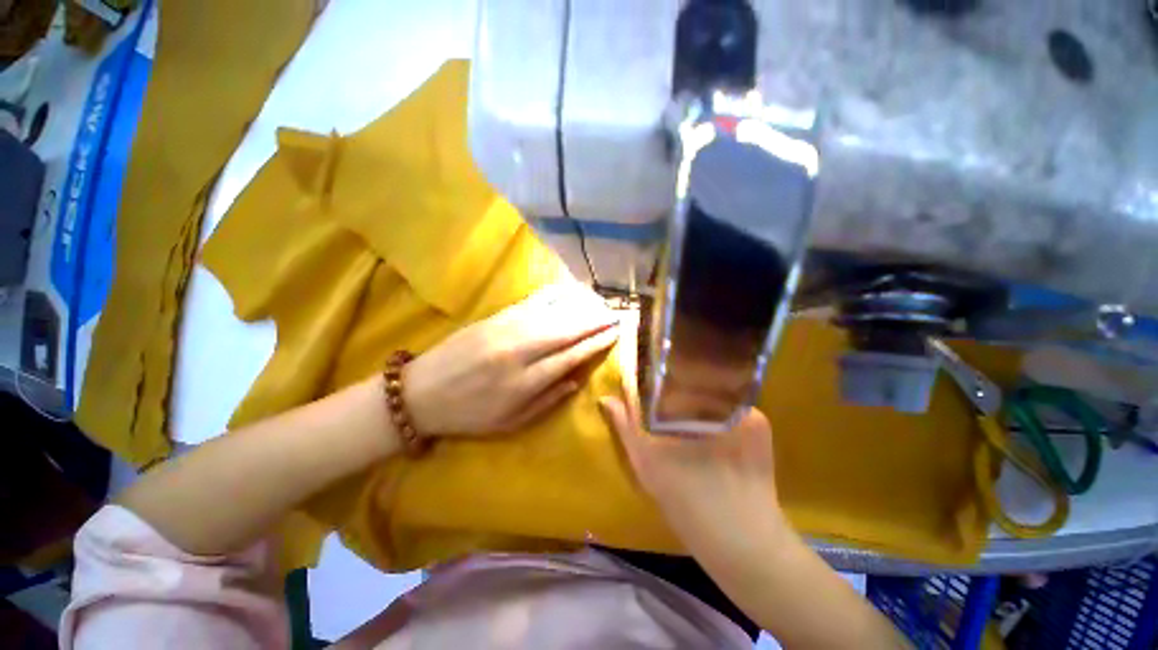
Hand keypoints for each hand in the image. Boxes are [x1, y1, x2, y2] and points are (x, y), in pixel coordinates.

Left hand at [405, 283, 618, 436]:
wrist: (420, 393)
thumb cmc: (468, 415)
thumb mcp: (510, 423)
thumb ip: (547, 401)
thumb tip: (576, 380)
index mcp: (524, 382)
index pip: (570, 356)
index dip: (595, 343)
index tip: (614, 334)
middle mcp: (519, 351)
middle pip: (565, 329)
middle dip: (594, 320)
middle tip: (615, 314)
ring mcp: (505, 329)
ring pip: (551, 311)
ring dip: (579, 305)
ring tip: (599, 303)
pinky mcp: (494, 317)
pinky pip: (531, 302)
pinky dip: (555, 295)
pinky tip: (569, 292)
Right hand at [598, 316, 783, 553]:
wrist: (742, 538)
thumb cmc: (684, 499)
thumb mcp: (645, 462)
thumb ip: (625, 424)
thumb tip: (606, 397)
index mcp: (680, 406)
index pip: (659, 372)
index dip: (647, 368)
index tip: (640, 364)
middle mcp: (711, 398)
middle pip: (686, 375)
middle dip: (671, 377)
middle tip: (663, 387)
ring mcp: (740, 407)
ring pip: (710, 388)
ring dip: (697, 392)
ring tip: (687, 406)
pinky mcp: (760, 420)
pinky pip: (732, 402)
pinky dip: (720, 408)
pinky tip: (716, 427)